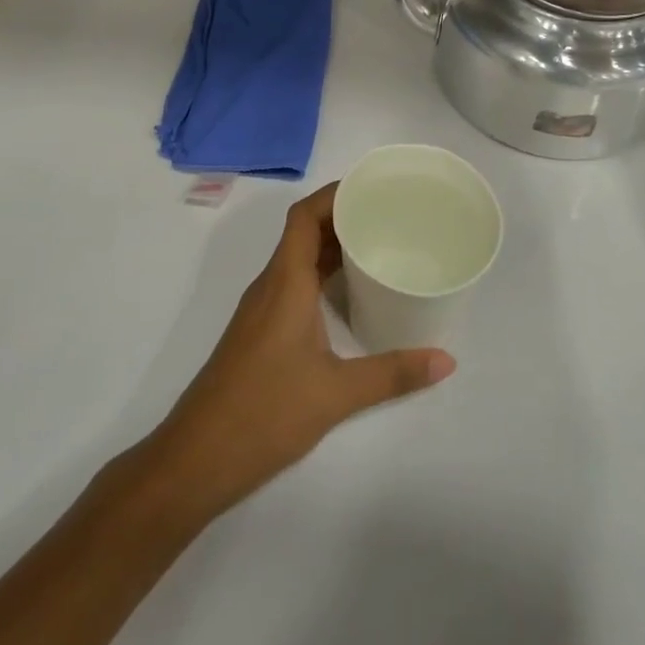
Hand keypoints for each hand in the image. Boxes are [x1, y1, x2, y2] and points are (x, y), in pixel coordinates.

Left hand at [140, 184, 453, 523]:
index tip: (371, 189)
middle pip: (303, 233)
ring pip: (297, 259)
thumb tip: (446, 360)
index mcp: (285, 282)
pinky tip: (347, 296)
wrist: (198, 456)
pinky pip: (292, 283)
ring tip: (375, 247)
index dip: (333, 195)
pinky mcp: (260, 332)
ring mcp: (261, 309)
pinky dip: (319, 276)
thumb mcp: (337, 394)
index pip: (304, 216)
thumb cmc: (265, 411)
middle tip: (387, 216)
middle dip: (341, 218)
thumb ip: (392, 374)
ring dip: (330, 247)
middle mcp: (271, 285)